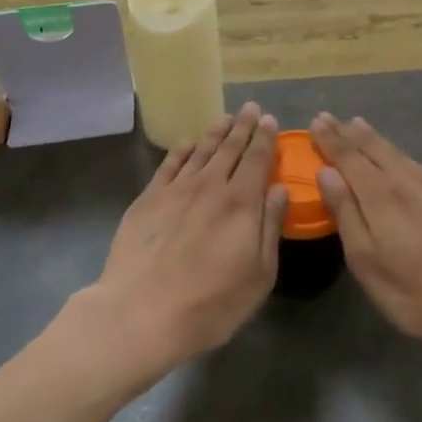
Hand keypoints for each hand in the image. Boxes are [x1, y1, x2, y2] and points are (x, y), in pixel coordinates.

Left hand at [80, 104, 287, 392]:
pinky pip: (169, 165)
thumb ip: (271, 228)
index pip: (257, 159)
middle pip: (230, 148)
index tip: (270, 119)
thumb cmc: (210, 304)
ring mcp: (176, 189)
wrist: (141, 313)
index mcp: (241, 202)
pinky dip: (180, 150)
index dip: (265, 138)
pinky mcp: (148, 198)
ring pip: (200, 150)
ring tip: (225, 118)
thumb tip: (279, 190)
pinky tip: (186, 143)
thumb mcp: (258, 276)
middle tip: (251, 108)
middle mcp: (210, 185)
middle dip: (243, 126)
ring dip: (215, 133)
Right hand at [310, 114, 421, 358]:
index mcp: (379, 193)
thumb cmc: (412, 291)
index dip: (330, 139)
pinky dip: (397, 152)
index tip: (316, 121)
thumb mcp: (365, 259)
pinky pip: (415, 163)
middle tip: (330, 118)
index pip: (348, 156)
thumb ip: (344, 212)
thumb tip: (326, 172)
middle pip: (372, 148)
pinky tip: (397, 156)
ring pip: (395, 152)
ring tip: (357, 125)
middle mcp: (405, 180)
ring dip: (372, 137)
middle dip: (348, 132)